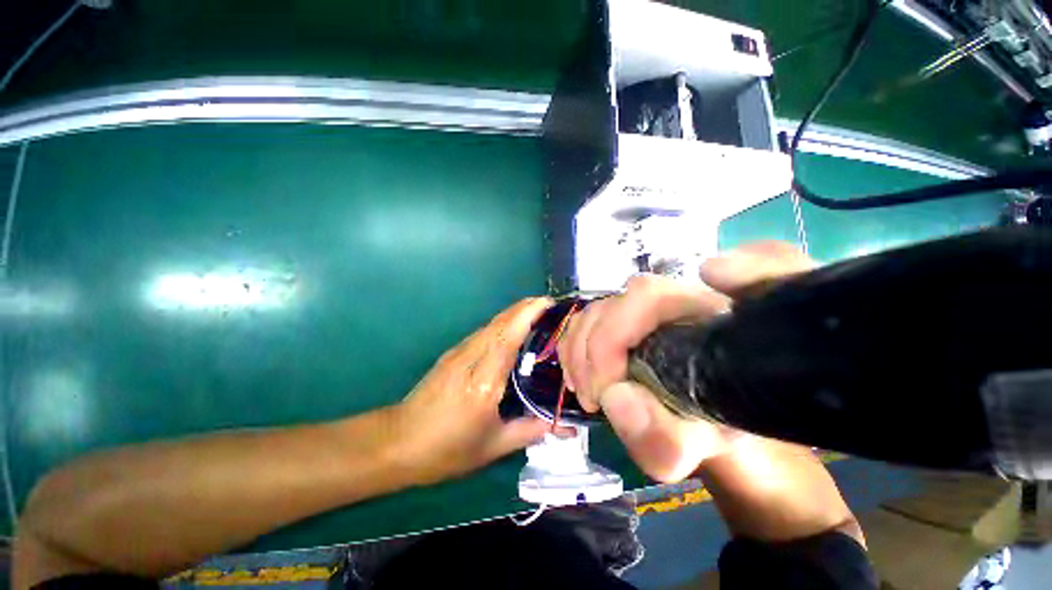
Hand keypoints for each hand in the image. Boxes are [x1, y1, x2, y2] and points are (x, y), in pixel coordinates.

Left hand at [394, 298, 553, 484]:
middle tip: (548, 303)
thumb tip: (566, 426)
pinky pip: (483, 332)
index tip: (548, 303)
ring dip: (513, 313)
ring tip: (535, 311)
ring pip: (491, 324)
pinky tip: (511, 328)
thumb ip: (532, 430)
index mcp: (484, 382)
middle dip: (524, 307)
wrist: (398, 442)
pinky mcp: (452, 353)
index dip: (528, 315)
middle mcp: (471, 359)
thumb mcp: (493, 446)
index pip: (509, 338)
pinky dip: (501, 324)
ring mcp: (459, 353)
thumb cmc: (447, 449)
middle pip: (500, 323)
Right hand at [557, 242, 814, 482]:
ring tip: (586, 394)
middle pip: (611, 305)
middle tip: (591, 400)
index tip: (604, 389)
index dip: (613, 335)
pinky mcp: (619, 321)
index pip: (647, 297)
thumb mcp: (702, 446)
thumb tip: (612, 397)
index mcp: (703, 315)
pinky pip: (583, 323)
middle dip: (589, 353)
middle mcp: (669, 300)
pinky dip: (571, 350)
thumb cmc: (714, 424)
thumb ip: (666, 438)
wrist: (710, 417)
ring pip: (592, 313)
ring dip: (576, 354)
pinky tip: (579, 379)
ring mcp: (640, 309)